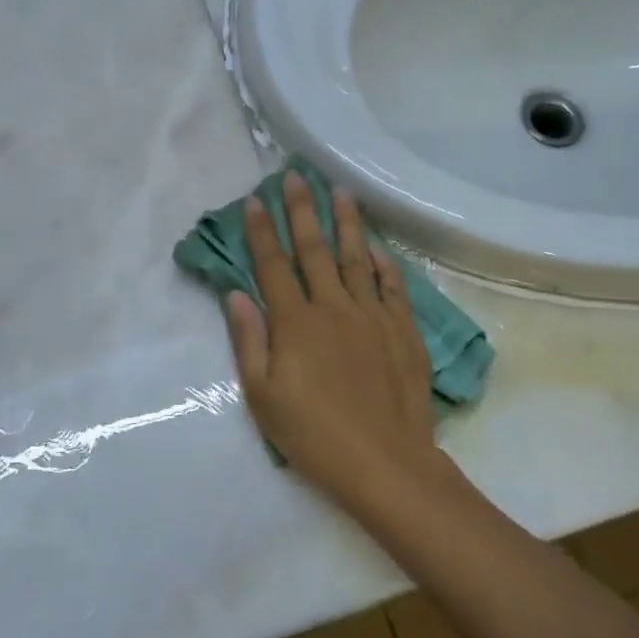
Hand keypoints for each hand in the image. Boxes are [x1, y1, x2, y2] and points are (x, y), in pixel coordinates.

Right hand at [223, 174, 439, 509]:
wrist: (384, 461)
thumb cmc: (314, 435)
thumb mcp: (264, 395)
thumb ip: (249, 340)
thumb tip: (236, 293)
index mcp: (295, 322)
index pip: (273, 264)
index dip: (261, 230)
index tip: (254, 199)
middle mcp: (333, 307)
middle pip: (314, 249)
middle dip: (300, 210)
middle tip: (295, 176)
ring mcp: (372, 315)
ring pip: (356, 257)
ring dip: (346, 223)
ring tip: (340, 192)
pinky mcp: (402, 330)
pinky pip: (392, 286)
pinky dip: (384, 263)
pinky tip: (378, 247)